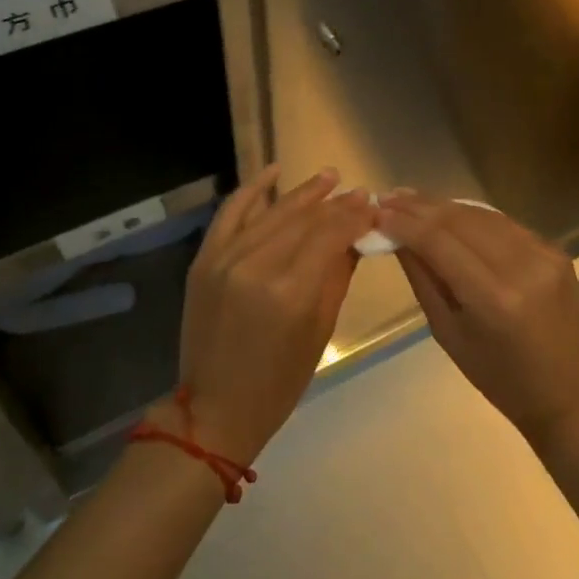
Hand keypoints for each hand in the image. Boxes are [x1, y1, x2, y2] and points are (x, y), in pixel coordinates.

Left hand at [174, 166, 373, 465]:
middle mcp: (256, 265)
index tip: (373, 205)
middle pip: (304, 220)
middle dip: (335, 204)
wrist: (214, 408)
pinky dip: (252, 190)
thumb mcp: (319, 331)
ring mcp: (225, 259)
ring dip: (303, 193)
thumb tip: (356, 237)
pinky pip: (230, 213)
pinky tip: (274, 171)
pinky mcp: (205, 259)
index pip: (330, 235)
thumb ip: (337, 276)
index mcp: (290, 292)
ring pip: (272, 213)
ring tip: (329, 177)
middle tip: (359, 193)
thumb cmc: (278, 382)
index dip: (354, 216)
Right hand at [378, 193, 578, 445]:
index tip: (377, 212)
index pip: (439, 242)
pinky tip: (449, 214)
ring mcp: (544, 254)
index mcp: (493, 299)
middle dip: (420, 207)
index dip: (405, 223)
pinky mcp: (556, 250)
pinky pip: (504, 225)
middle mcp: (522, 266)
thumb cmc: (499, 377)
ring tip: (412, 200)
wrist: (568, 392)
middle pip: (460, 220)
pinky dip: (473, 217)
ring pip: (482, 215)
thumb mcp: (448, 334)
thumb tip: (396, 238)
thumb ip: (423, 280)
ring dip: (444, 206)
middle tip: (389, 198)